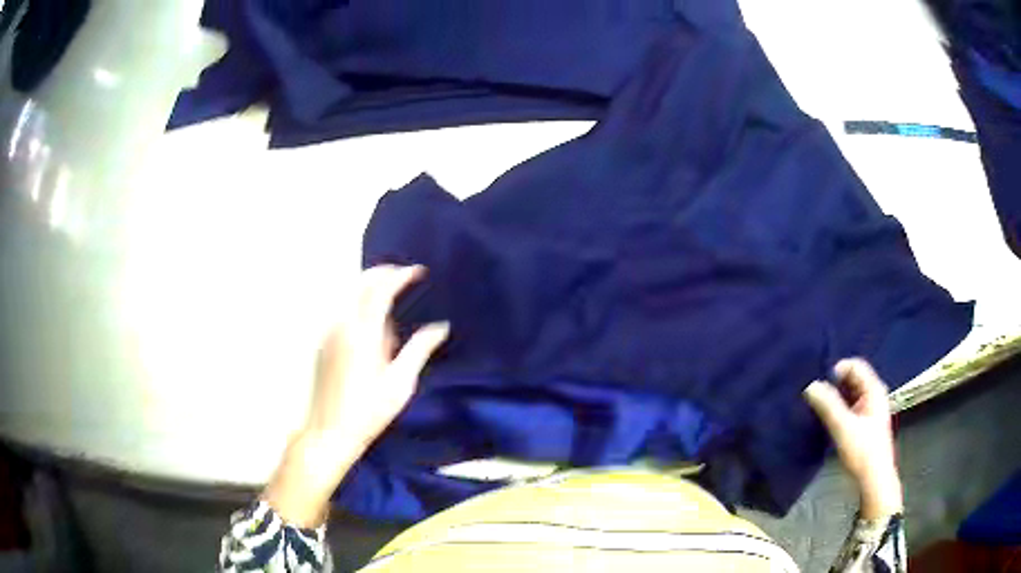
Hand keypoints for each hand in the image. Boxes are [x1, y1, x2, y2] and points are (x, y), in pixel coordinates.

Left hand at [263, 265, 448, 526]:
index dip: (401, 276)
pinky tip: (372, 323)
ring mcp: (328, 332)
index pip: (381, 290)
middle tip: (405, 276)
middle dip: (384, 273)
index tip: (418, 271)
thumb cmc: (369, 411)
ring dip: (371, 288)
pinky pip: (344, 310)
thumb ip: (420, 349)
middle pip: (361, 283)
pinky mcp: (323, 342)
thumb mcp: (401, 383)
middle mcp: (342, 325)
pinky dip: (360, 304)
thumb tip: (440, 327)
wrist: (329, 431)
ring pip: (350, 295)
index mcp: (363, 333)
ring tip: (393, 299)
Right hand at [803, 358, 902, 518]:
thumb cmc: (863, 451)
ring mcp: (869, 408)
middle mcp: (873, 394)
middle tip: (816, 394)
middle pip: (852, 378)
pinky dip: (838, 407)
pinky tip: (827, 417)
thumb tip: (810, 385)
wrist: (874, 479)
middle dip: (834, 383)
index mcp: (874, 390)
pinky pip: (849, 405)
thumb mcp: (844, 428)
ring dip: (835, 396)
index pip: (855, 365)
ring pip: (849, 392)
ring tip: (818, 405)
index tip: (820, 385)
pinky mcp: (863, 422)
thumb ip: (828, 405)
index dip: (837, 370)